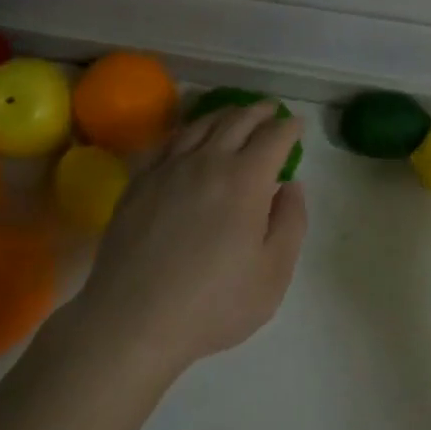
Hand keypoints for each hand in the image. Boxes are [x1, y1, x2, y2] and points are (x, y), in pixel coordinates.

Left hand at [73, 102, 307, 381]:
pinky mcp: (140, 181)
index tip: (297, 126)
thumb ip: (291, 222)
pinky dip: (188, 130)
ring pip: (201, 124)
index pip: (274, 137)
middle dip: (259, 111)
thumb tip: (290, 185)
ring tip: (235, 114)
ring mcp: (169, 168)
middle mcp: (209, 161)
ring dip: (225, 114)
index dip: (289, 127)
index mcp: (246, 179)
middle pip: (238, 120)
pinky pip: (168, 142)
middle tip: (270, 110)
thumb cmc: (213, 303)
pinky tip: (189, 137)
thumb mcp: (273, 274)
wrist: (133, 319)